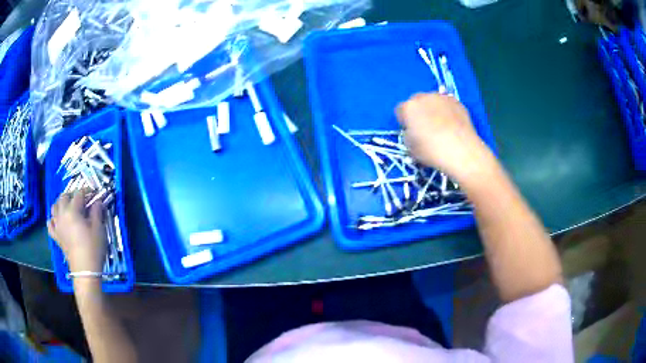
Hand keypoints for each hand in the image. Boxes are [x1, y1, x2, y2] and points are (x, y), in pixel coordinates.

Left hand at [48, 190, 106, 272]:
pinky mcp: (56, 237)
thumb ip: (97, 212)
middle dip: (72, 195)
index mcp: (72, 210)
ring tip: (68, 207)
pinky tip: (57, 221)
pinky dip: (52, 220)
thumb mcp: (98, 229)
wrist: (85, 271)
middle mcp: (62, 214)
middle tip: (81, 200)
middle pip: (64, 197)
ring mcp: (57, 226)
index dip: (87, 191)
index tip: (94, 193)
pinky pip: (50, 225)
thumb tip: (98, 201)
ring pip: (54, 207)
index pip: (79, 194)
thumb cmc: (93, 248)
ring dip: (60, 204)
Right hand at [396, 93, 494, 183]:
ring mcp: (441, 97)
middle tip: (425, 128)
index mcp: (408, 108)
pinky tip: (452, 125)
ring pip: (432, 101)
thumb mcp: (411, 148)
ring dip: (433, 110)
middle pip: (416, 102)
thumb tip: (413, 131)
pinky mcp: (456, 101)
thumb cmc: (432, 151)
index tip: (411, 132)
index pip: (400, 111)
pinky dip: (447, 111)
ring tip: (441, 126)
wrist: (462, 151)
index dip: (404, 122)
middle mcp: (423, 97)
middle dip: (418, 112)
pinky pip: (446, 104)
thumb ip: (408, 134)